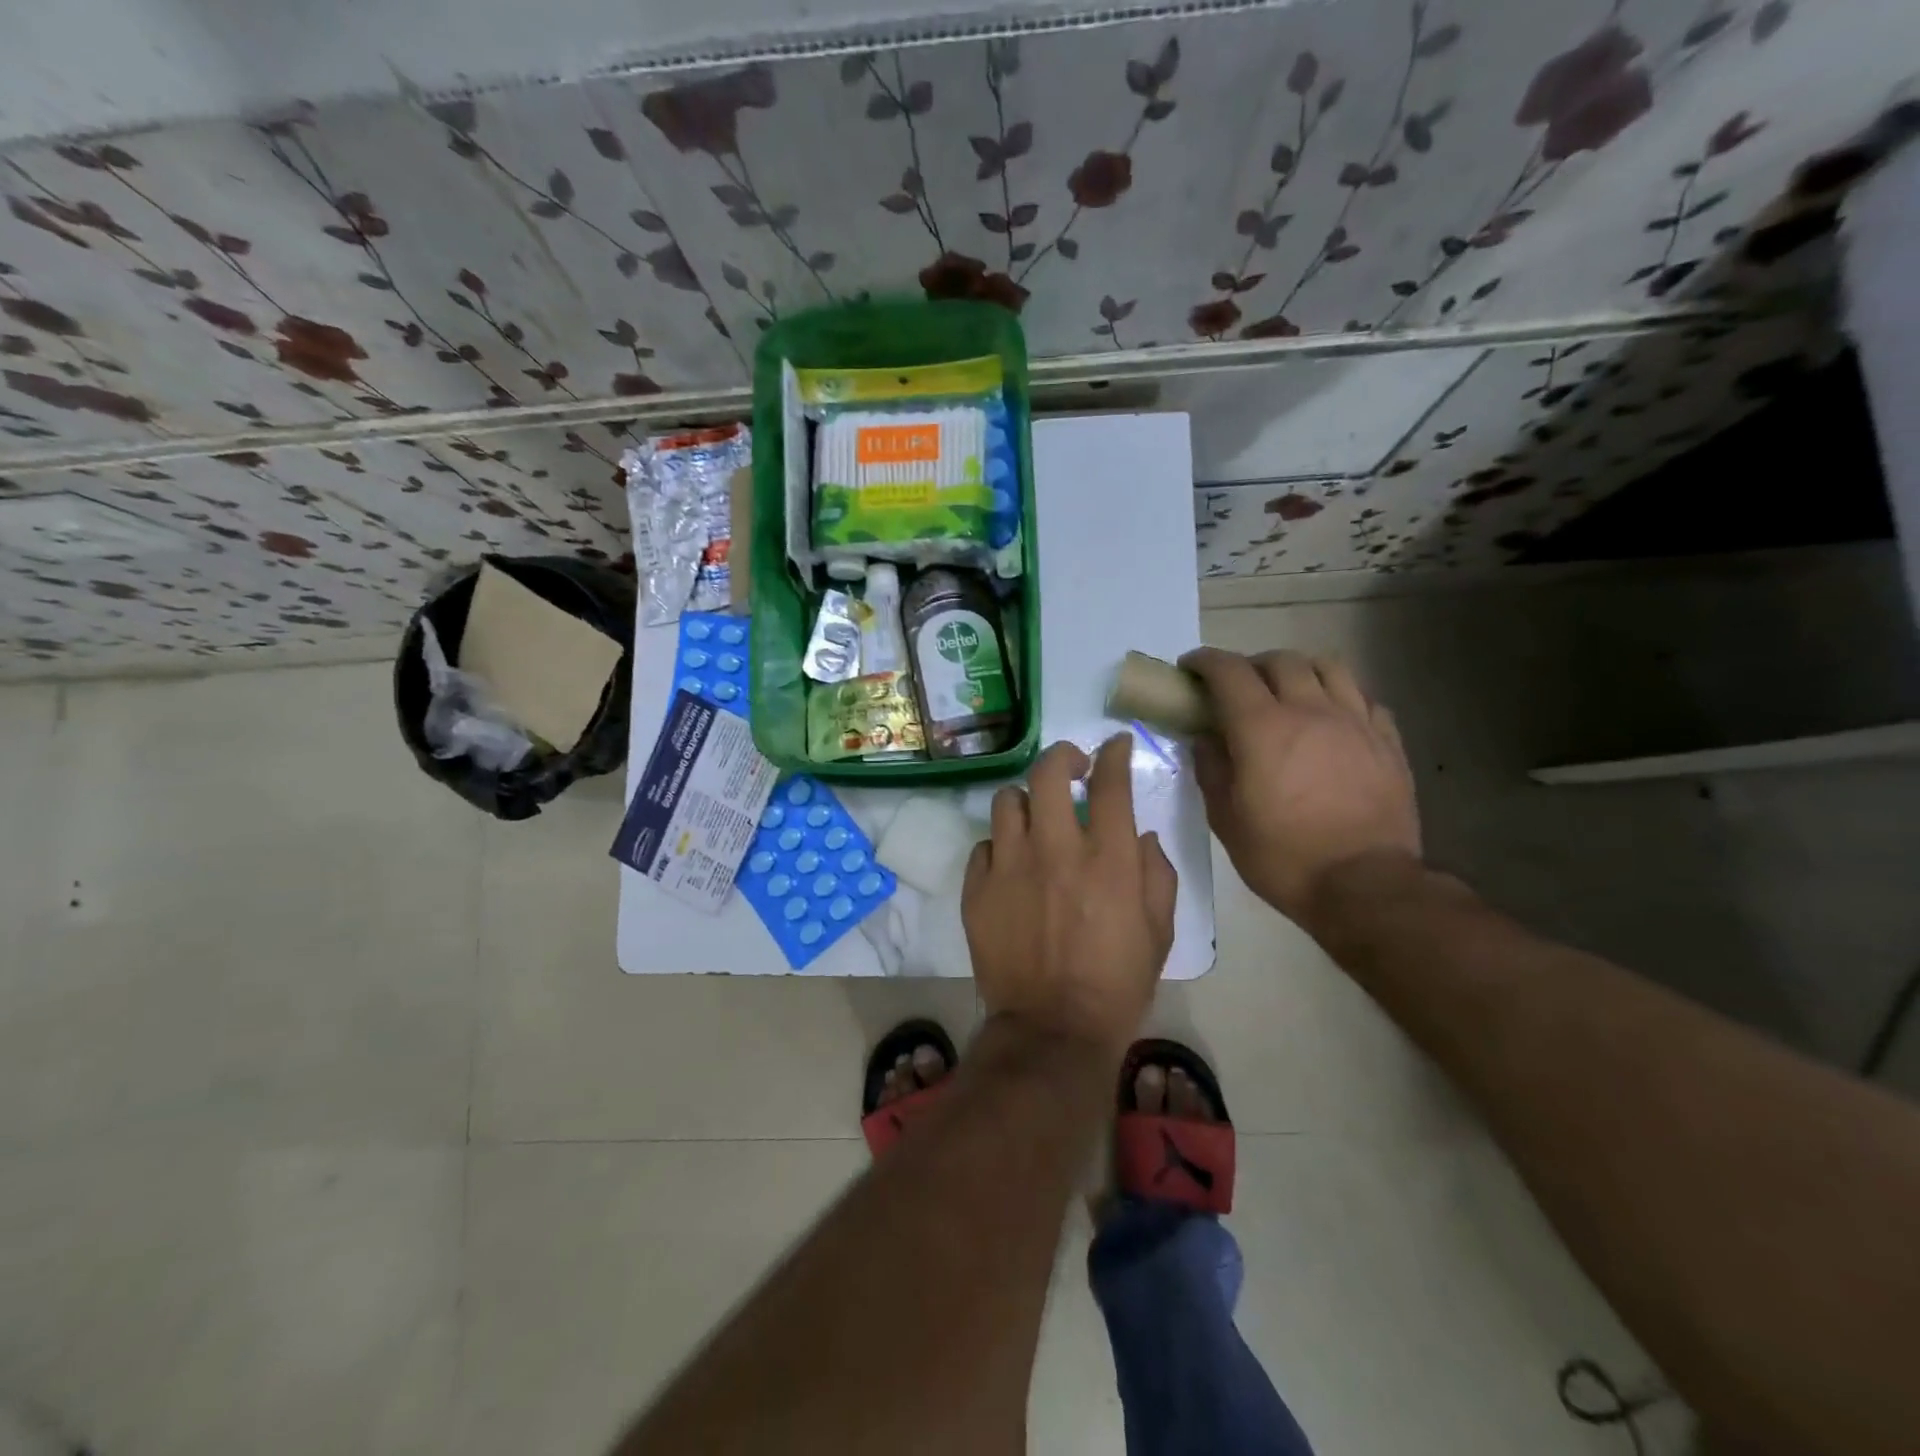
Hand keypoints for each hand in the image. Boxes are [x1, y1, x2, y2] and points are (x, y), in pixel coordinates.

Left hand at [962, 736, 1178, 1054]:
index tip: (1116, 745)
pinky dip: (1001, 848)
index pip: (1110, 784)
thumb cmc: (1116, 984)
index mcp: (1106, 860)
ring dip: (1027, 802)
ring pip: (1007, 801)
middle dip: (1063, 757)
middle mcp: (1055, 851)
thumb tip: (1139, 837)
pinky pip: (984, 846)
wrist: (1052, 1030)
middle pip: (1047, 773)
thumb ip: (1155, 874)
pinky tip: (1012, 867)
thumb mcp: (1159, 932)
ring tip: (1037, 820)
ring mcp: (1009, 867)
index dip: (1114, 753)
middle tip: (1072, 768)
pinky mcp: (978, 890)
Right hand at [1181, 647, 1420, 926]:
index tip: (1190, 668)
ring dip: (1299, 670)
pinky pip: (1364, 698)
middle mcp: (1310, 711)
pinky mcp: (1388, 741)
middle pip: (1280, 661)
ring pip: (1328, 667)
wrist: (1365, 886)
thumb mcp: (1226, 819)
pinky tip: (1332, 717)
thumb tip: (1205, 739)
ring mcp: (1355, 722)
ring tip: (1288, 691)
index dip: (1205, 662)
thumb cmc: (1283, 857)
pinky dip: (1340, 696)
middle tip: (1238, 687)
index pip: (1229, 672)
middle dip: (1251, 665)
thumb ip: (1211, 770)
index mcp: (1263, 728)